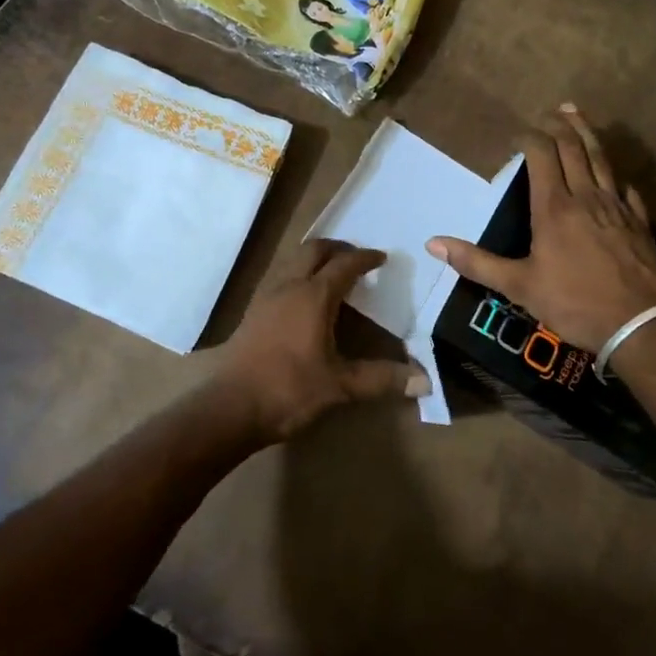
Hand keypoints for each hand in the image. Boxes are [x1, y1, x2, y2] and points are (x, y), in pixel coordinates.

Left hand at [214, 239, 430, 442]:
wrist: (231, 407)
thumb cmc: (289, 390)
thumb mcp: (340, 386)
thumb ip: (381, 379)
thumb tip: (425, 382)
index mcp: (313, 296)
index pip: (344, 265)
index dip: (365, 258)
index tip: (382, 258)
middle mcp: (289, 286)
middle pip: (314, 250)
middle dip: (338, 248)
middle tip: (357, 258)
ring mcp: (266, 296)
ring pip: (293, 260)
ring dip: (315, 258)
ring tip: (332, 272)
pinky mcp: (252, 310)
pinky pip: (280, 276)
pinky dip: (298, 273)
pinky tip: (304, 298)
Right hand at [429, 106, 655, 351]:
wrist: (643, 325)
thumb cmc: (576, 303)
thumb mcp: (519, 287)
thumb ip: (477, 263)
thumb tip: (432, 244)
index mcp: (554, 207)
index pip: (542, 155)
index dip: (529, 138)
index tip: (517, 135)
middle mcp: (586, 197)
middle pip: (574, 148)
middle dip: (560, 126)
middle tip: (552, 111)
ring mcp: (617, 207)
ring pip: (602, 159)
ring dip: (588, 135)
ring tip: (579, 116)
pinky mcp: (640, 223)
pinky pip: (626, 189)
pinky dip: (616, 176)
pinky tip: (616, 176)